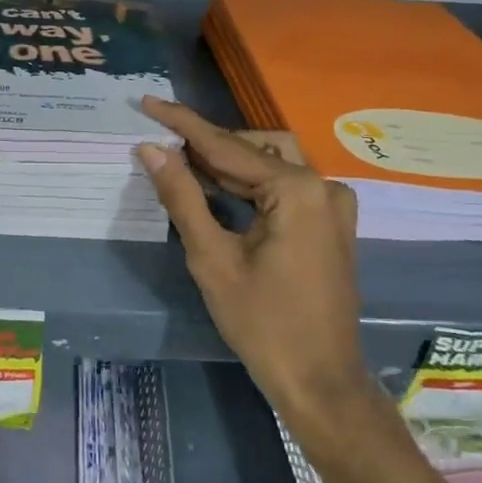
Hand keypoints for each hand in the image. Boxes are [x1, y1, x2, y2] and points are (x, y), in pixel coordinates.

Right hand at [137, 96, 368, 421]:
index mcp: (297, 190)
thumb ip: (182, 196)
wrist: (321, 381)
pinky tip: (217, 188)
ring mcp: (332, 205)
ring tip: (182, 164)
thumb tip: (151, 149)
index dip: (183, 123)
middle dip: (205, 144)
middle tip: (160, 143)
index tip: (148, 101)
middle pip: (252, 150)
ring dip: (227, 162)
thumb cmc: (262, 323)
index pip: (227, 145)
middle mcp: (322, 186)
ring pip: (270, 164)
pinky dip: (249, 183)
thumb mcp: (212, 258)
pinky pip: (285, 186)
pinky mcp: (330, 223)